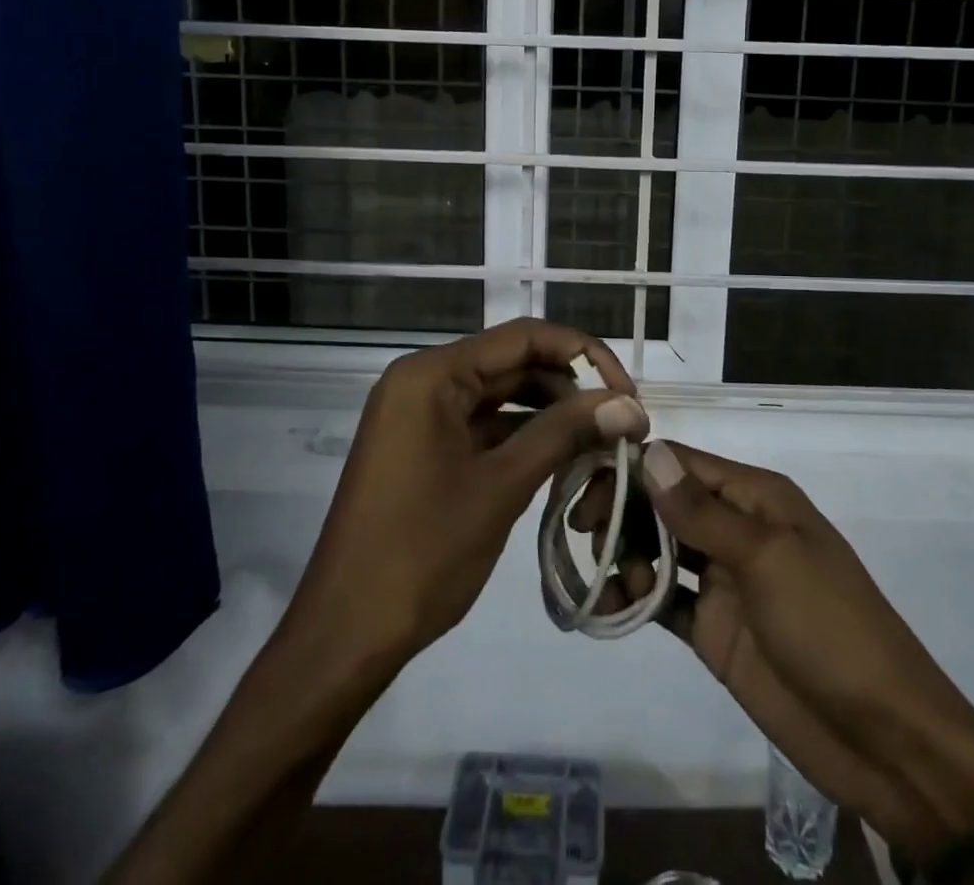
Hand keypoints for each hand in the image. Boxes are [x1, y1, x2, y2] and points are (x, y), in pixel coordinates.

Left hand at [285, 318, 648, 669]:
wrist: (344, 636)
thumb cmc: (421, 554)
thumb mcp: (501, 486)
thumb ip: (565, 434)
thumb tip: (629, 405)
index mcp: (432, 374)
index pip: (524, 337)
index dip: (583, 355)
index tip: (628, 392)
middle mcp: (423, 380)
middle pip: (513, 362)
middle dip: (570, 388)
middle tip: (622, 423)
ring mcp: (420, 415)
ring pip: (501, 395)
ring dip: (551, 413)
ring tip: (601, 443)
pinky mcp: (423, 448)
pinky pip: (483, 425)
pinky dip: (523, 437)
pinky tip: (563, 460)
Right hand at [572, 441, 973, 863]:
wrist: (885, 739)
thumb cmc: (830, 628)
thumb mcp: (768, 559)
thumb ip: (702, 511)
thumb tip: (649, 452)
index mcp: (755, 497)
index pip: (681, 463)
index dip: (633, 468)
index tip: (585, 485)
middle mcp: (735, 528)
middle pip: (663, 502)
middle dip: (622, 511)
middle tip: (585, 535)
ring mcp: (723, 580)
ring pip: (657, 549)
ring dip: (625, 555)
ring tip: (610, 581)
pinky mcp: (714, 629)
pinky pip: (664, 601)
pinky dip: (635, 598)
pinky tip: (612, 605)